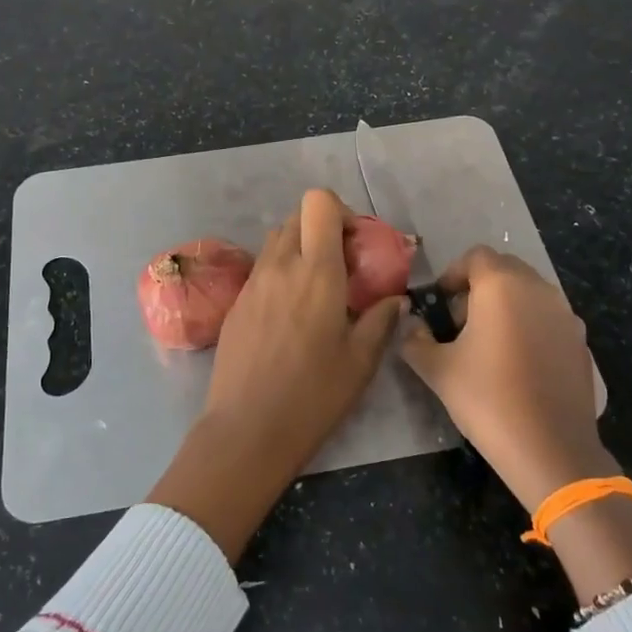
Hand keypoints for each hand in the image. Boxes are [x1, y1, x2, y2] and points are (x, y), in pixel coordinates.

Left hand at [146, 189, 404, 559]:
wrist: (247, 429)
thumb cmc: (313, 395)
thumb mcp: (361, 360)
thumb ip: (381, 319)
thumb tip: (396, 298)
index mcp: (316, 271)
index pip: (318, 202)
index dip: (340, 212)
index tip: (356, 244)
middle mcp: (280, 265)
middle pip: (296, 217)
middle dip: (322, 230)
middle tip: (342, 267)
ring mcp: (252, 283)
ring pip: (276, 242)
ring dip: (299, 250)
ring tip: (317, 291)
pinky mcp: (235, 303)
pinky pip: (261, 270)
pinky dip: (280, 275)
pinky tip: (290, 316)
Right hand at [400, 247, 631, 603]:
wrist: (551, 449)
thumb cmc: (487, 398)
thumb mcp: (437, 369)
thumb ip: (415, 340)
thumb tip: (410, 327)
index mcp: (502, 286)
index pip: (476, 257)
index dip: (453, 274)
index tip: (439, 302)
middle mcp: (538, 290)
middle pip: (505, 269)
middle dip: (479, 287)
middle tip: (459, 322)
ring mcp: (566, 316)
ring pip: (529, 293)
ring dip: (506, 306)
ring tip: (487, 344)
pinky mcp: (580, 343)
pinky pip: (548, 319)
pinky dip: (529, 326)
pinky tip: (517, 365)